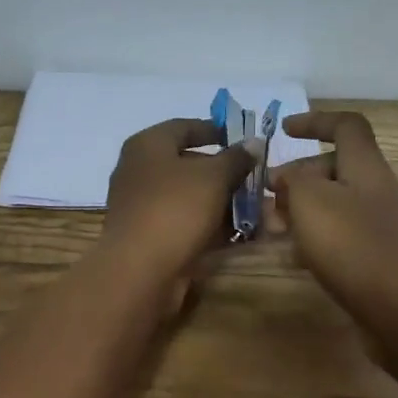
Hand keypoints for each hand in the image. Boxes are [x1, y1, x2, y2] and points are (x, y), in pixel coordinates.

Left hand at [101, 118, 255, 289]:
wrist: (140, 271)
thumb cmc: (176, 209)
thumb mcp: (214, 177)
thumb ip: (236, 158)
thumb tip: (253, 142)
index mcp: (147, 145)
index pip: (185, 126)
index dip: (216, 130)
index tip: (245, 140)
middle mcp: (139, 170)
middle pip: (188, 163)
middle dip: (226, 172)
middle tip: (256, 179)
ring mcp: (142, 205)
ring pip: (189, 195)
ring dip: (223, 201)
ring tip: (258, 209)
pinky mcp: (149, 235)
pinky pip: (185, 221)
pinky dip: (210, 224)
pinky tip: (239, 232)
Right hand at [270, 111, 397, 335]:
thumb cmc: (353, 246)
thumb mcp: (310, 201)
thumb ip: (293, 181)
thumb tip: (287, 178)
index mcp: (366, 166)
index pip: (345, 125)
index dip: (314, 121)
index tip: (283, 130)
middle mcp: (376, 190)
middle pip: (335, 167)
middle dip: (298, 176)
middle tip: (267, 196)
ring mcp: (380, 225)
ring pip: (334, 203)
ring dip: (301, 210)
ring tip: (274, 229)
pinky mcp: (376, 257)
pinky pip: (339, 235)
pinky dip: (314, 239)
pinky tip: (295, 259)